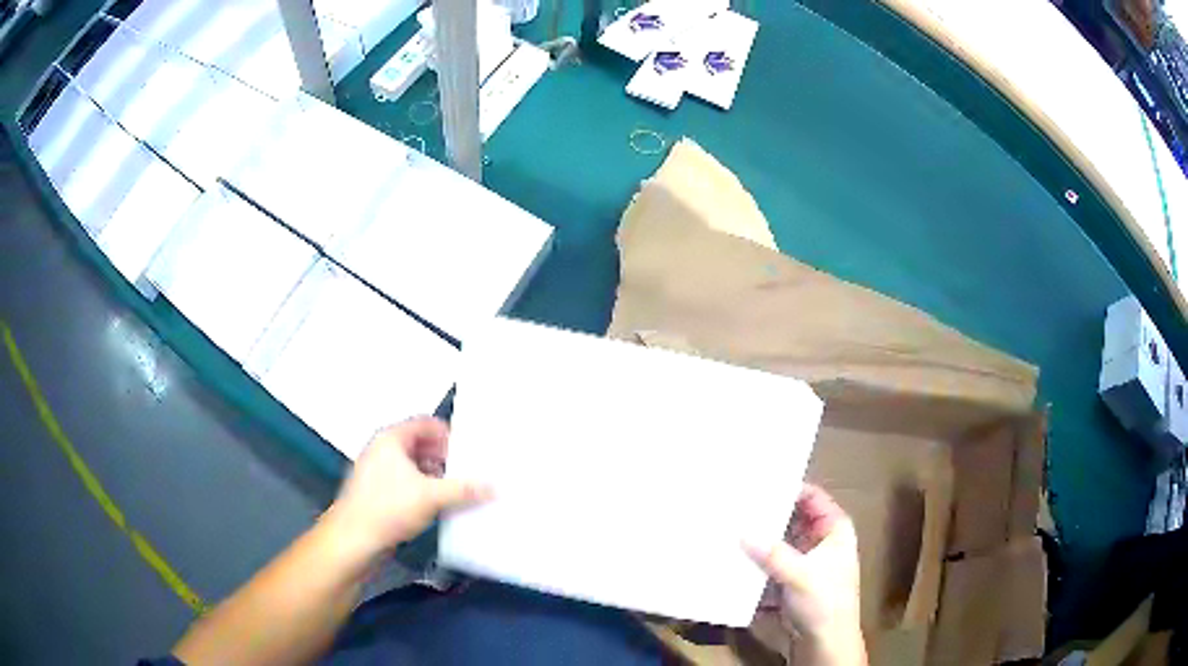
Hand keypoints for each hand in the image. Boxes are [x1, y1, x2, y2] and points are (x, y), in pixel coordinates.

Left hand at [323, 417, 490, 561]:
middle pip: (421, 444)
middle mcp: (383, 450)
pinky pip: (407, 484)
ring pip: (414, 466)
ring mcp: (379, 472)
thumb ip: (464, 489)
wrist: (353, 540)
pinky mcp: (379, 493)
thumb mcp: (431, 497)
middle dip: (446, 458)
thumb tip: (492, 487)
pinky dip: (424, 490)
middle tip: (470, 471)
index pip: (426, 424)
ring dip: (436, 476)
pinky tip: (440, 506)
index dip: (449, 434)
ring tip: (460, 491)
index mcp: (391, 438)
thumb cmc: (386, 508)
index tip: (471, 450)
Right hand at [745, 484, 866, 665]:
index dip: (789, 489)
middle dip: (767, 514)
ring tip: (728, 524)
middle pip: (792, 517)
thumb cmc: (824, 602)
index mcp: (834, 529)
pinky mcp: (789, 577)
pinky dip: (755, 557)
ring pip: (779, 539)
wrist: (824, 642)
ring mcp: (804, 559)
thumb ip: (772, 553)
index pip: (812, 497)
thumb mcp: (800, 575)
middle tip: (736, 503)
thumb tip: (741, 531)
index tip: (757, 483)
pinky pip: (770, 560)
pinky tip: (732, 552)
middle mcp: (820, 539)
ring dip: (759, 537)